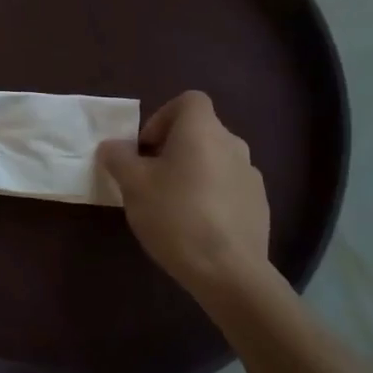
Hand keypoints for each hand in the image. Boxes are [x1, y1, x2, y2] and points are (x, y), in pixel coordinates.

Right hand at [97, 91, 273, 296]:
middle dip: (172, 149)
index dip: (162, 117)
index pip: (188, 100)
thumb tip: (112, 146)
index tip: (146, 149)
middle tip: (150, 180)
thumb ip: (118, 158)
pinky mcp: (259, 205)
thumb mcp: (133, 185)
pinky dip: (211, 196)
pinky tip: (197, 227)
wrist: (229, 271)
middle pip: (200, 132)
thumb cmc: (175, 216)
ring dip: (193, 173)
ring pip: (214, 161)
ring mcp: (251, 175)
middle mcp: (232, 144)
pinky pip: (229, 187)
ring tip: (172, 207)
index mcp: (203, 130)